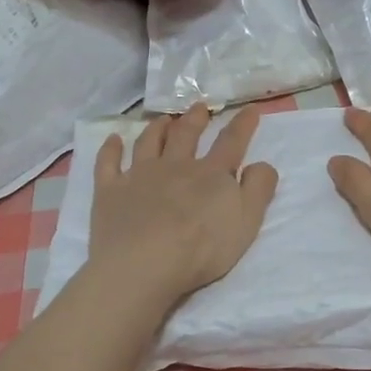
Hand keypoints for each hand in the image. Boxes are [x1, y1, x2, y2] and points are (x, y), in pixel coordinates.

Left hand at [90, 104, 278, 302]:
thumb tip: (262, 163)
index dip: (243, 125)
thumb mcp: (246, 222)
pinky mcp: (110, 190)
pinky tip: (113, 140)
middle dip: (195, 120)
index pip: (231, 143)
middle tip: (199, 107)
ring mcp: (139, 175)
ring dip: (157, 128)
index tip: (250, 109)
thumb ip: (258, 189)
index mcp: (210, 174)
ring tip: (163, 119)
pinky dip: (110, 149)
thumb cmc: (202, 248)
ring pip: (149, 143)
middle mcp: (175, 166)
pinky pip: (108, 163)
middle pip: (186, 136)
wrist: (144, 264)